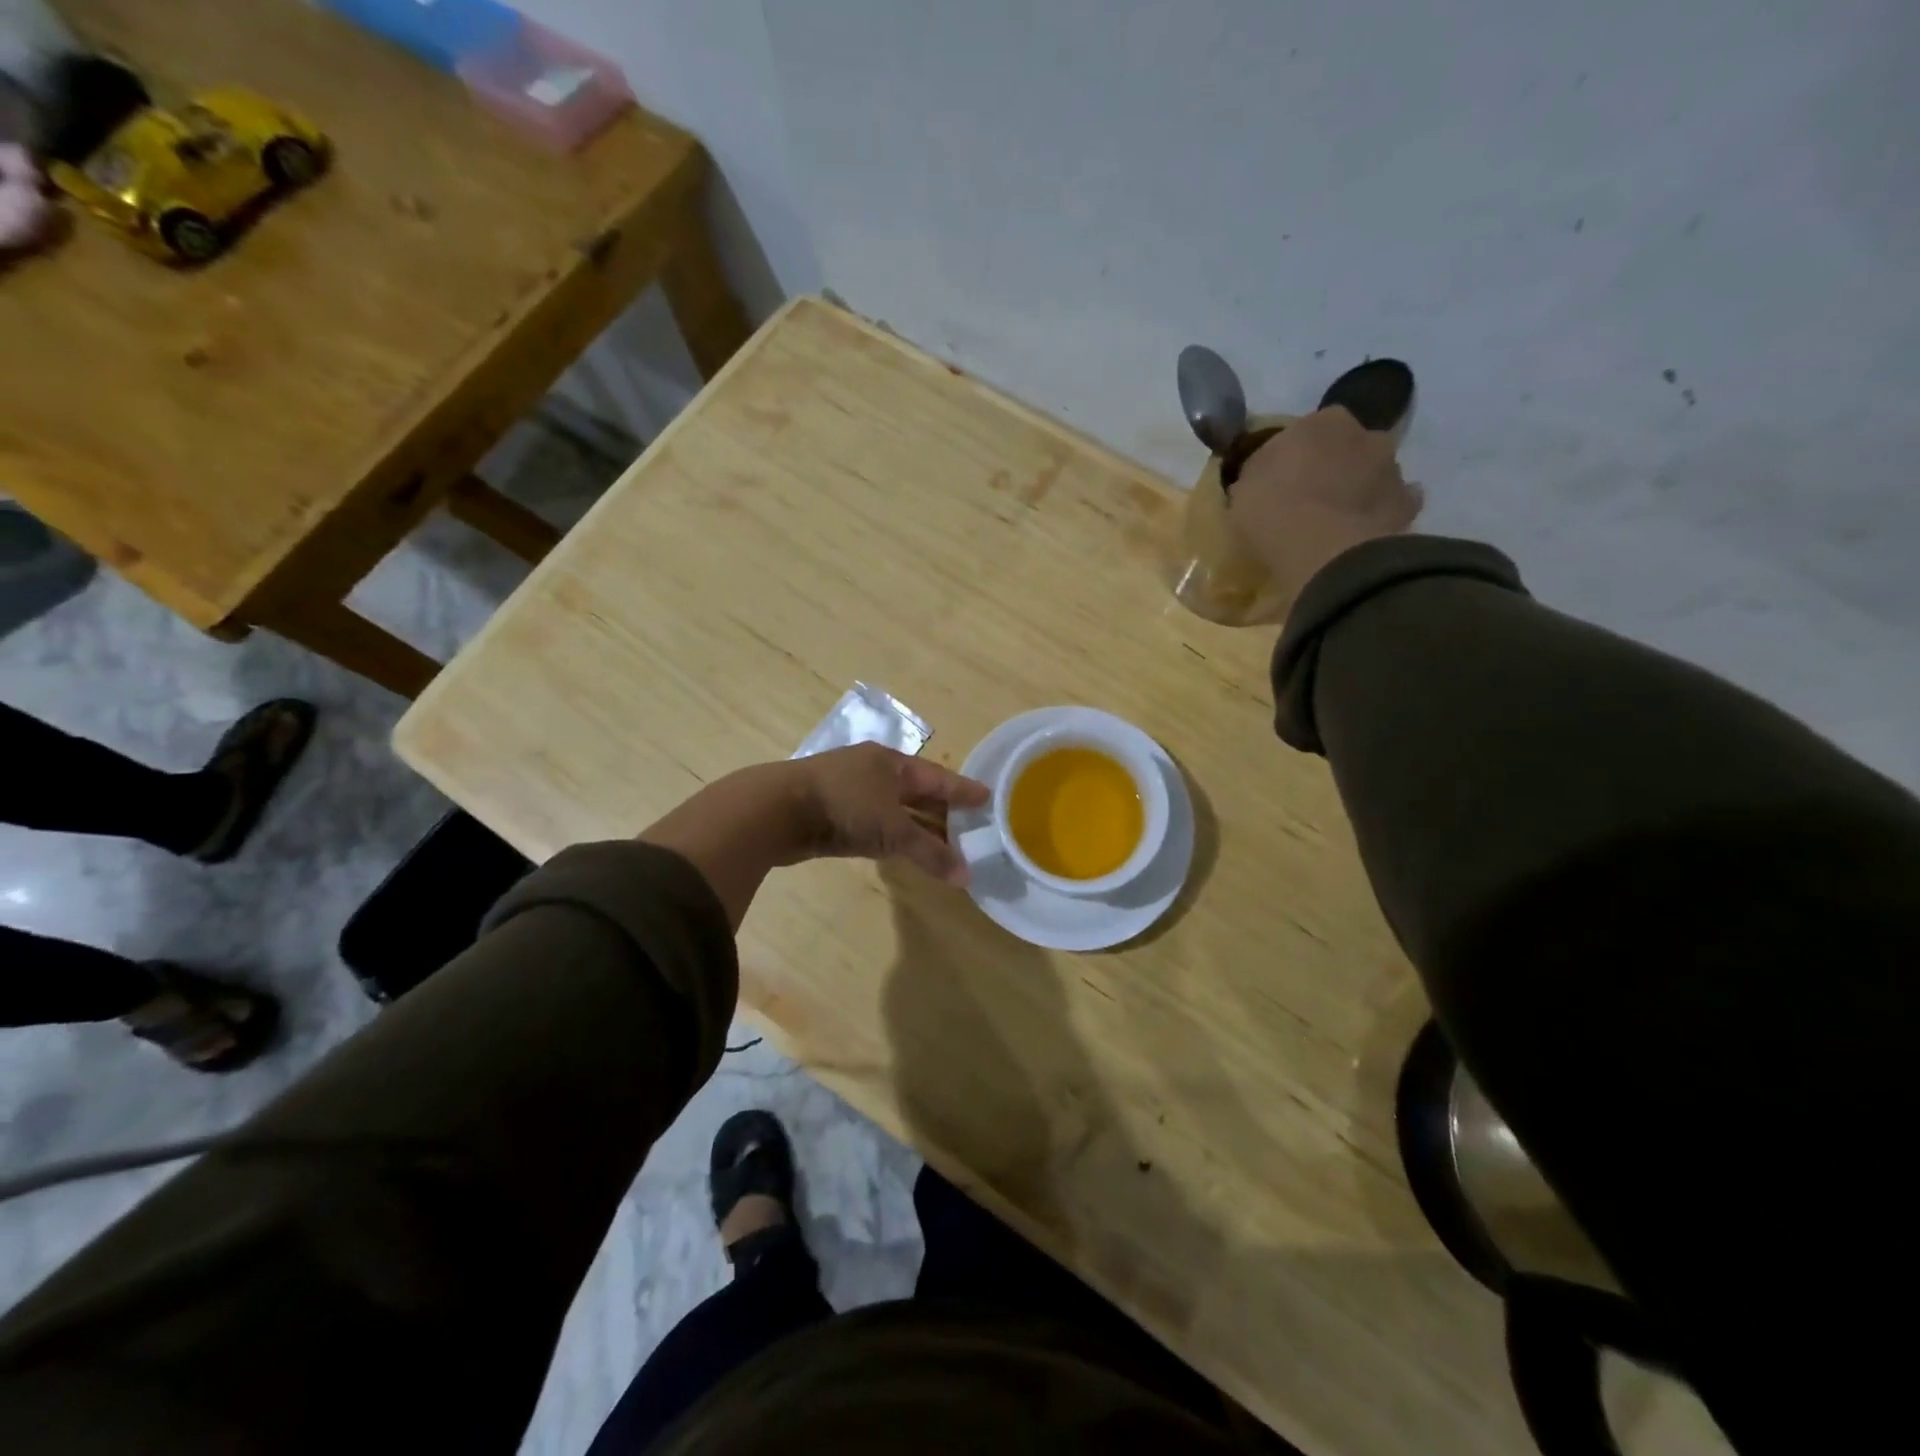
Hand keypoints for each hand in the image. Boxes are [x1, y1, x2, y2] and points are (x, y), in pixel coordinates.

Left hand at [794, 743, 989, 884]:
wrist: (776, 810)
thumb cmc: (844, 806)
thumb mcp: (892, 830)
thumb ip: (930, 853)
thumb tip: (966, 877)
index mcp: (893, 763)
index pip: (939, 777)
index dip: (963, 790)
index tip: (988, 797)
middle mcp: (875, 772)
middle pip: (918, 793)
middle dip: (943, 812)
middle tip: (972, 829)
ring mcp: (852, 791)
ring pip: (896, 810)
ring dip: (919, 828)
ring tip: (946, 846)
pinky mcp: (834, 813)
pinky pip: (876, 824)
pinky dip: (895, 837)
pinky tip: (905, 850)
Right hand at [1225, 407, 1420, 594]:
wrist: (1323, 548)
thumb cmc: (1273, 510)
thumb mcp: (1243, 490)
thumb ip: (1258, 474)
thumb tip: (1263, 477)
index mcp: (1322, 421)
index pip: (1309, 429)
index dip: (1295, 453)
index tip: (1282, 476)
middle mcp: (1364, 433)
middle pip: (1347, 446)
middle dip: (1334, 465)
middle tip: (1311, 496)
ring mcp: (1391, 468)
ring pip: (1374, 472)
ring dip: (1359, 487)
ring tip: (1337, 518)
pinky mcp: (1407, 504)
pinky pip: (1395, 504)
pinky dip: (1382, 513)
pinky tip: (1364, 531)